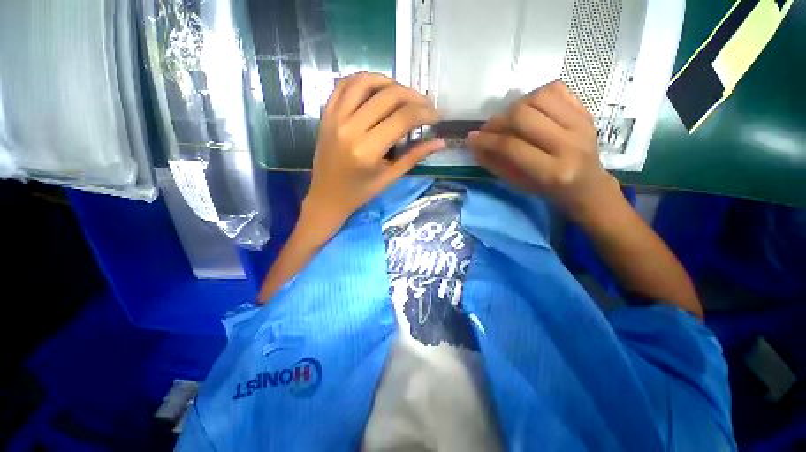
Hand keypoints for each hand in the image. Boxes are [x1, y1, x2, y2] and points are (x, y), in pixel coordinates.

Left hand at [304, 72, 444, 228]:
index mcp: (367, 150)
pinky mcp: (326, 114)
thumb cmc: (360, 193)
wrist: (326, 196)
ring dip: (390, 82)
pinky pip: (344, 85)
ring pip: (365, 82)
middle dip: (414, 96)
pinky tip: (378, 88)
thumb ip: (414, 157)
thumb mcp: (389, 178)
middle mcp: (350, 128)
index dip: (425, 113)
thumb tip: (440, 142)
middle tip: (426, 105)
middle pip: (388, 96)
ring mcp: (335, 118)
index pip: (402, 118)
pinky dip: (364, 80)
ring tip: (404, 94)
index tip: (437, 115)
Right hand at [467, 81, 621, 223]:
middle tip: (489, 128)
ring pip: (540, 97)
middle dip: (499, 120)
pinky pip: (557, 89)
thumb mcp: (517, 184)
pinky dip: (536, 95)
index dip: (487, 140)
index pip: (511, 146)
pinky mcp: (585, 111)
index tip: (472, 138)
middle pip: (524, 116)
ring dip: (516, 105)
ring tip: (509, 118)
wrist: (586, 184)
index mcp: (551, 171)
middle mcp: (569, 144)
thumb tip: (474, 143)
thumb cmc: (546, 189)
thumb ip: (494, 164)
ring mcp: (581, 124)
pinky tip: (529, 109)